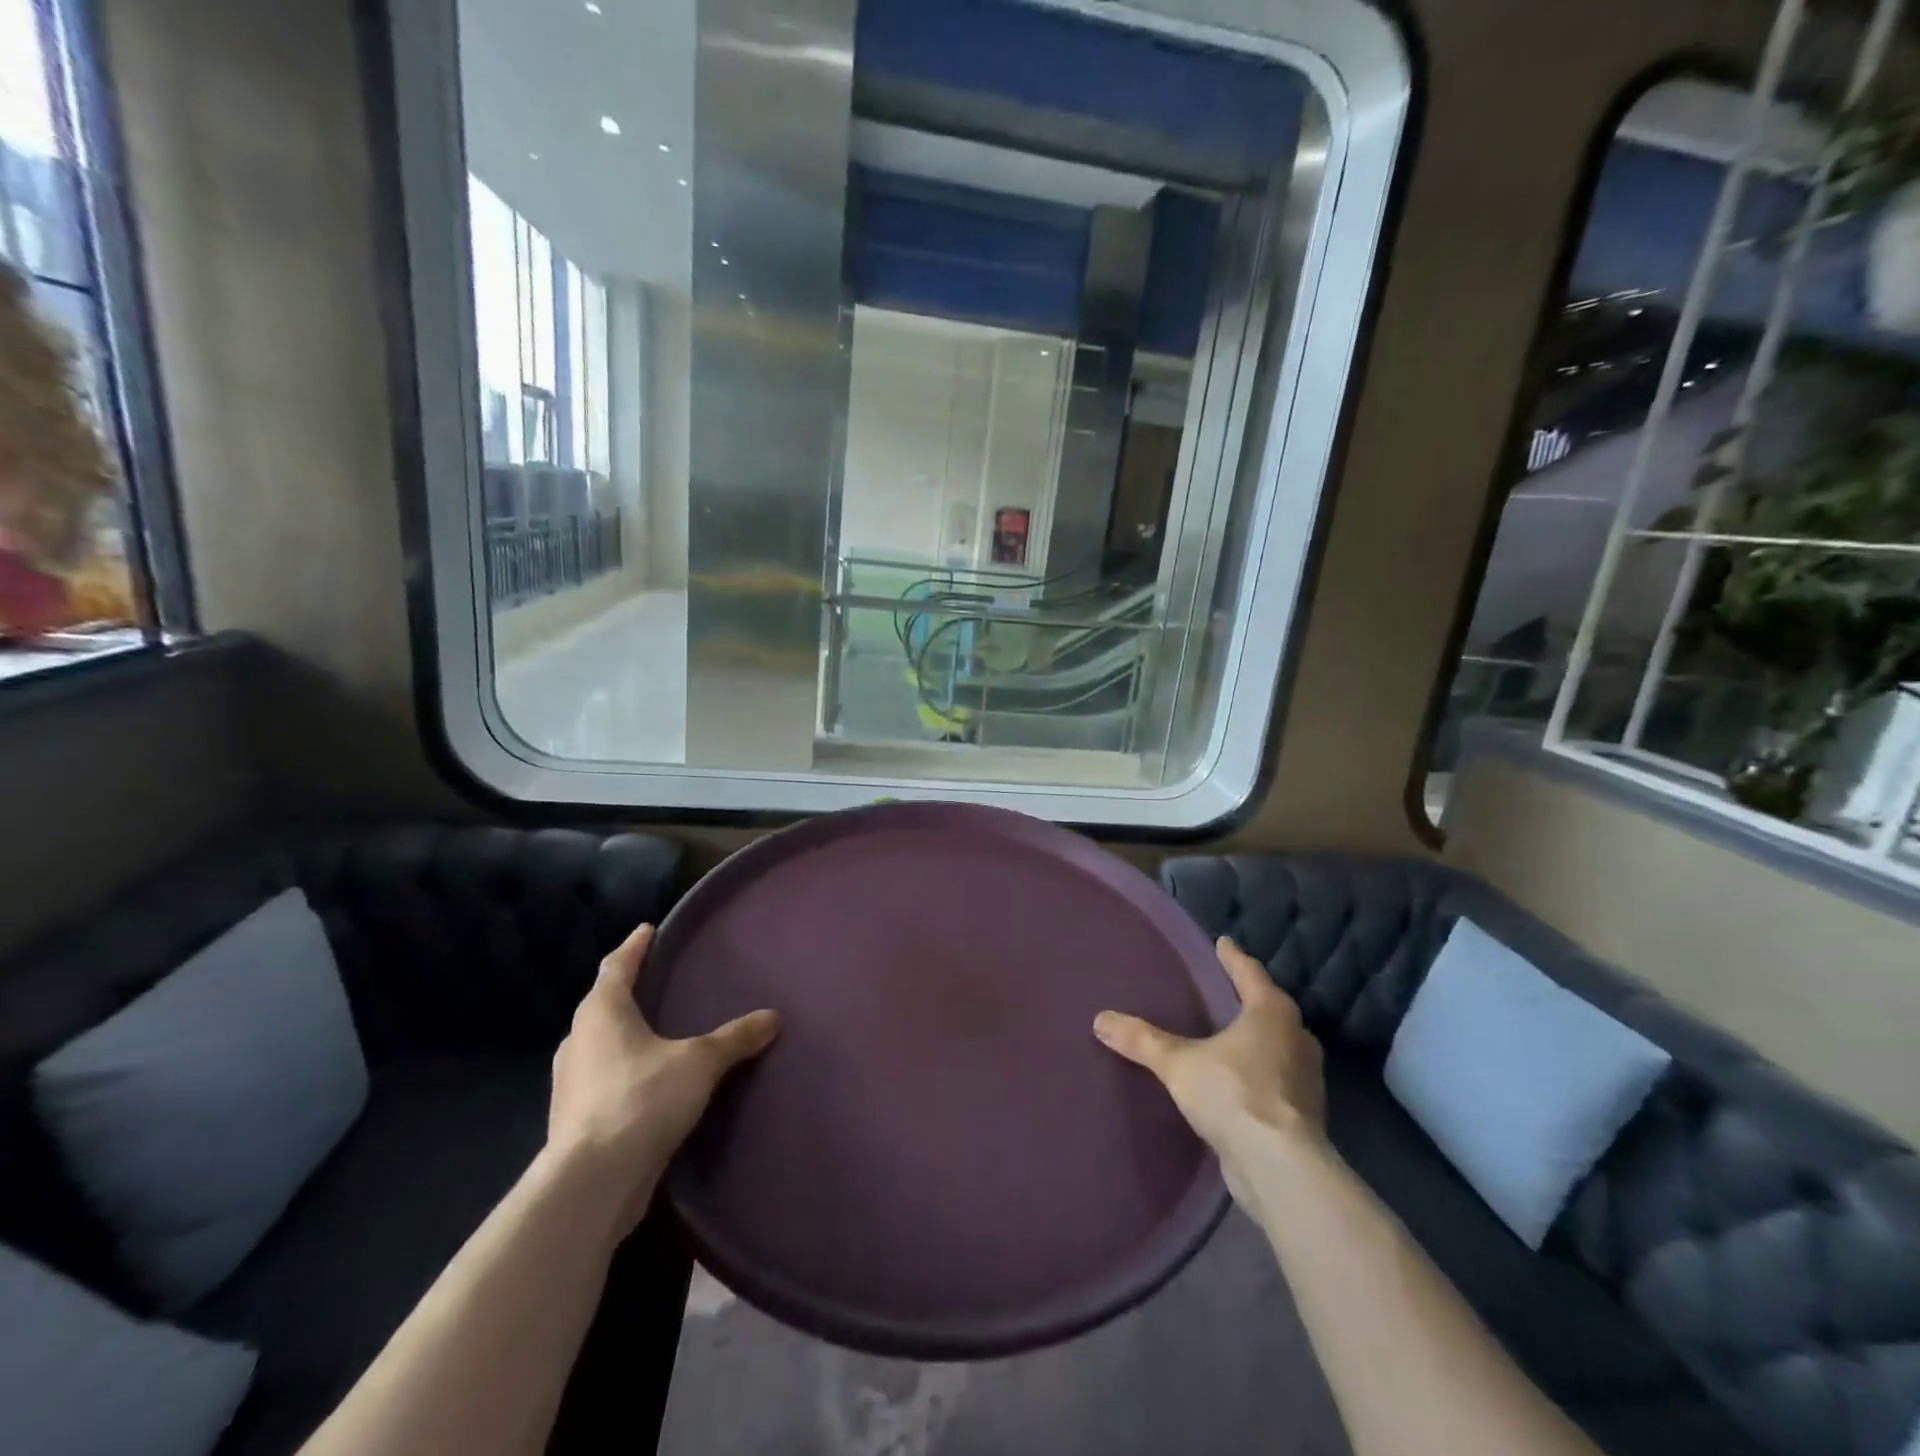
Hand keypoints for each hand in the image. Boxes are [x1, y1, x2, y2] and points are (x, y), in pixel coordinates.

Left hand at [547, 923, 778, 1232]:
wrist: (592, 1183)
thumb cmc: (642, 1099)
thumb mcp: (699, 1062)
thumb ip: (735, 1038)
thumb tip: (773, 1016)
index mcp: (602, 1012)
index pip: (616, 966)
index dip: (634, 946)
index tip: (647, 929)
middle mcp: (579, 1040)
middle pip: (602, 1004)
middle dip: (626, 990)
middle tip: (656, 980)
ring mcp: (571, 1082)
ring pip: (599, 1043)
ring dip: (622, 1033)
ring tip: (654, 1029)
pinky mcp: (574, 1118)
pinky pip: (602, 1078)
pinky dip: (622, 1069)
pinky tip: (646, 1080)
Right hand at [1094, 937, 1324, 1204]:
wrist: (1280, 1169)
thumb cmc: (1234, 1094)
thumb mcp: (1178, 1063)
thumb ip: (1142, 1040)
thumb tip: (1100, 1019)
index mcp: (1272, 1013)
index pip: (1249, 973)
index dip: (1233, 958)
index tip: (1222, 942)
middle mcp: (1296, 1038)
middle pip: (1269, 1009)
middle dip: (1248, 1000)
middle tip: (1224, 990)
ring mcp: (1305, 1079)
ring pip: (1276, 1046)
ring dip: (1255, 1040)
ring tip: (1226, 1036)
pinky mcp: (1302, 1114)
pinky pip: (1275, 1080)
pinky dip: (1257, 1074)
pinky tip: (1236, 1081)